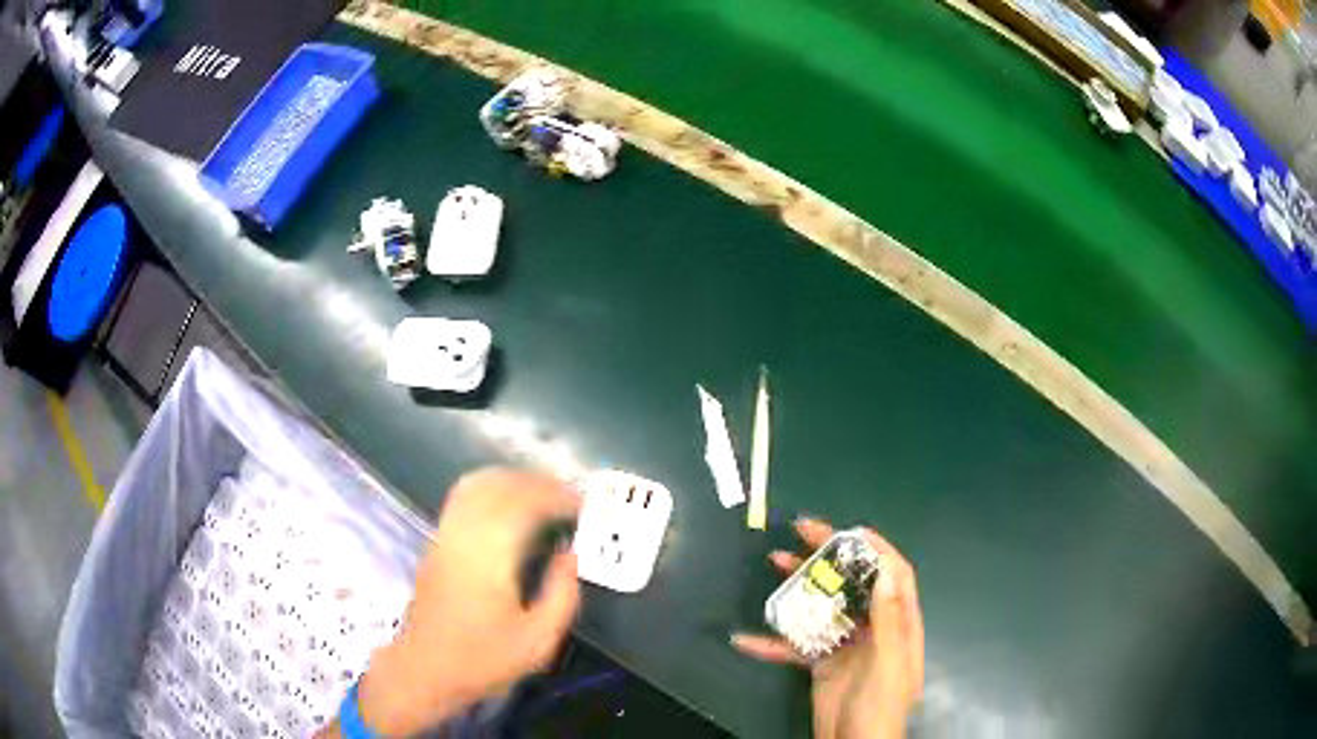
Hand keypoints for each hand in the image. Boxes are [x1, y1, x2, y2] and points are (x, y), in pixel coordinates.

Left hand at [347, 468, 581, 735]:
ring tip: (542, 494)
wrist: (425, 668)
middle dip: (537, 482)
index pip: (524, 503)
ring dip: (512, 480)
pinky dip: (490, 488)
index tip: (583, 503)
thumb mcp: (538, 640)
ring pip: (477, 484)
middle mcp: (464, 535)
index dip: (556, 496)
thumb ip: (562, 595)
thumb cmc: (483, 659)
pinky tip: (507, 504)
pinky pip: (463, 497)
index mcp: (490, 557)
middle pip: (499, 485)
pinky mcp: (436, 542)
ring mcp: (445, 535)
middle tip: (568, 495)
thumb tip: (571, 556)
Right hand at [732, 518, 923, 738]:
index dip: (875, 548)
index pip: (893, 575)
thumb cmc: (880, 706)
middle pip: (854, 583)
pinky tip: (746, 638)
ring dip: (799, 585)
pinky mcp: (821, 664)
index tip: (846, 529)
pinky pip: (796, 646)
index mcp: (898, 624)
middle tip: (800, 530)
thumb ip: (889, 619)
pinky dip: (772, 642)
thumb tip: (887, 569)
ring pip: (823, 606)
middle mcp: (873, 628)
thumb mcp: (889, 662)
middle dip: (829, 555)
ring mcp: (846, 646)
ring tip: (773, 560)